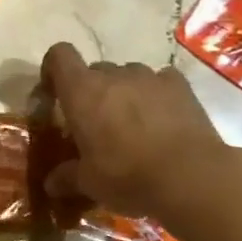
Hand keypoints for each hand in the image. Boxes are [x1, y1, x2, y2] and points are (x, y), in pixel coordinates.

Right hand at [40, 43, 228, 216]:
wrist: (191, 177)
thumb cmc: (128, 176)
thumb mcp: (89, 183)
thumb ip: (66, 177)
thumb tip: (50, 184)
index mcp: (81, 91)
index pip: (59, 56)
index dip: (53, 69)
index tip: (55, 93)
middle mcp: (112, 75)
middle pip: (94, 70)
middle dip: (93, 91)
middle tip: (98, 123)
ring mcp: (148, 77)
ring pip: (128, 75)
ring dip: (125, 92)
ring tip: (134, 123)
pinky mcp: (180, 86)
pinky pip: (161, 81)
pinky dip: (157, 94)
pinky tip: (163, 119)